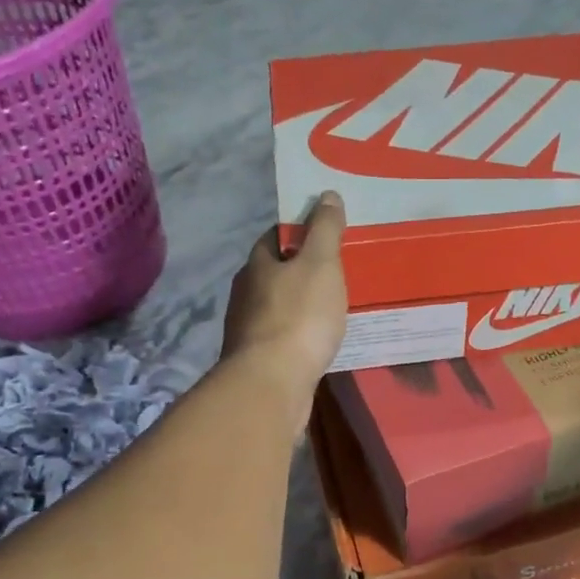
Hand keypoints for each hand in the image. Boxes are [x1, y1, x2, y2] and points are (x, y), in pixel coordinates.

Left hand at [221, 192, 348, 437]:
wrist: (272, 384)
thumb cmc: (299, 317)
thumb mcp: (320, 265)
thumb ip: (325, 230)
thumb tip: (326, 195)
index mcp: (257, 265)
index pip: (274, 237)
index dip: (298, 232)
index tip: (324, 236)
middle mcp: (244, 293)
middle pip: (273, 273)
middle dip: (299, 271)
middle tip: (334, 273)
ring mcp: (247, 330)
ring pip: (276, 307)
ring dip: (298, 305)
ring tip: (330, 309)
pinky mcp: (256, 360)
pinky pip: (281, 337)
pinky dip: (298, 335)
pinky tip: (316, 342)